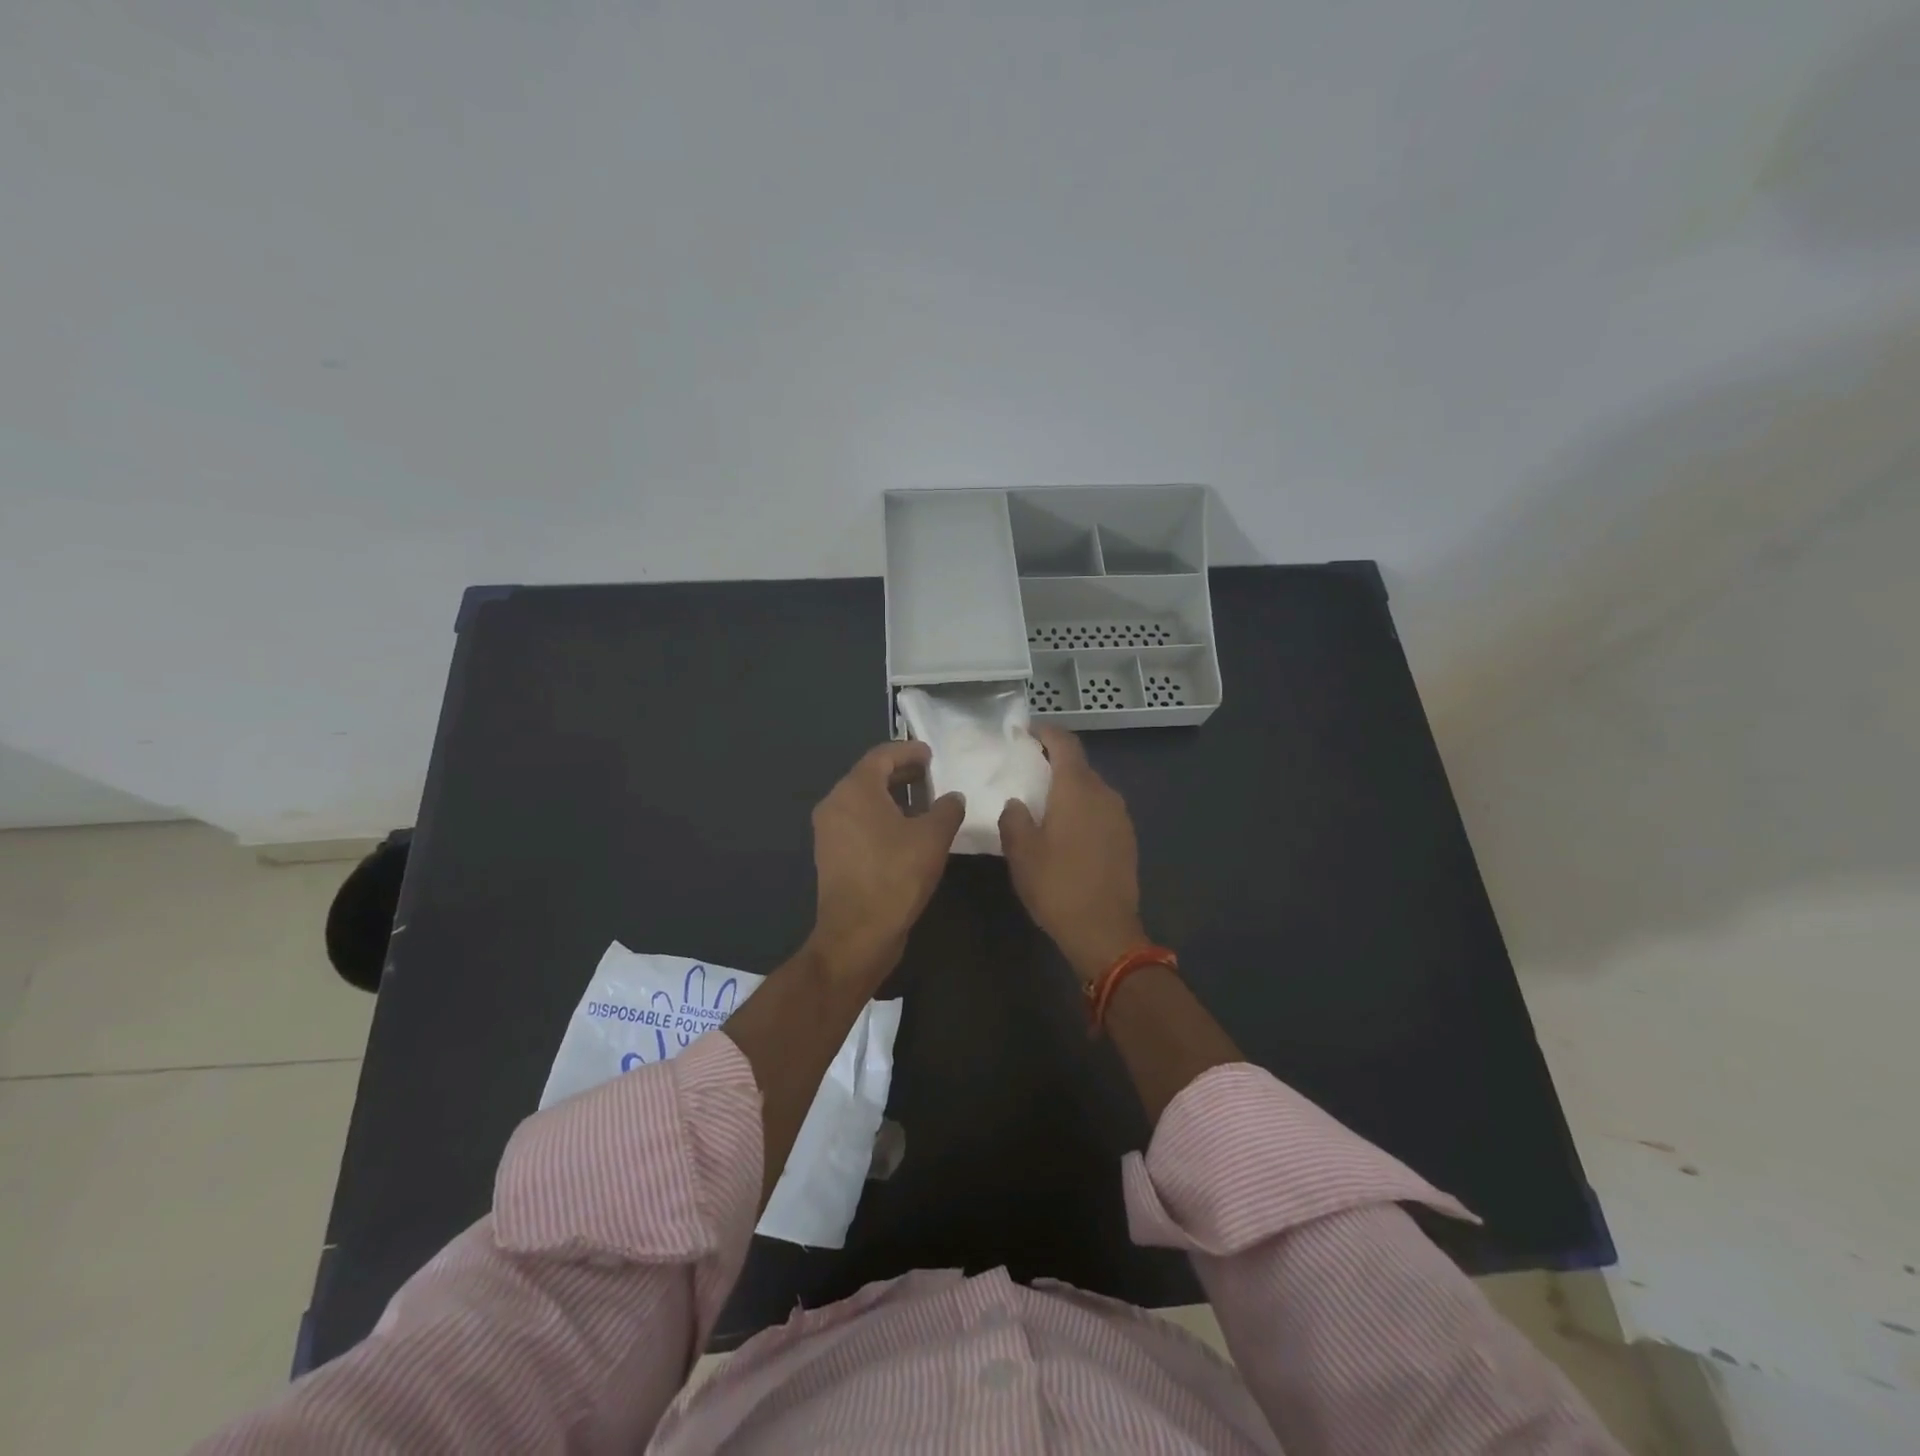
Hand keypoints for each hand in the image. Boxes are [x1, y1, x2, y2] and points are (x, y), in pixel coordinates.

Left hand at [806, 740, 964, 989]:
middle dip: (901, 773)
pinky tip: (906, 832)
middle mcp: (835, 803)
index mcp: (855, 790)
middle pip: (869, 776)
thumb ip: (947, 809)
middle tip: (931, 775)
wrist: (858, 934)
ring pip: (863, 801)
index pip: (882, 755)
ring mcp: (829, 831)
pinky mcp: (831, 855)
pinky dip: (881, 817)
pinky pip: (858, 822)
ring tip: (924, 803)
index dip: (909, 750)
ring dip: (893, 797)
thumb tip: (953, 797)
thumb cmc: (896, 876)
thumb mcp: (933, 838)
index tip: (931, 754)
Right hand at [998, 728, 1146, 983]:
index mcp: (1077, 789)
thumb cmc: (1057, 885)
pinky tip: (1067, 832)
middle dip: (1054, 763)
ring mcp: (1120, 817)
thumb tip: (1017, 803)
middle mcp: (1104, 794)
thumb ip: (1014, 818)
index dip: (1046, 733)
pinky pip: (1101, 811)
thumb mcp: (1021, 852)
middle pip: (1079, 766)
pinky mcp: (1127, 838)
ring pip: (1092, 789)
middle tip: (1027, 773)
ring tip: (1044, 805)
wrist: (1104, 930)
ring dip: (1069, 789)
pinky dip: (1083, 810)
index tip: (1026, 733)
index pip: (1065, 743)